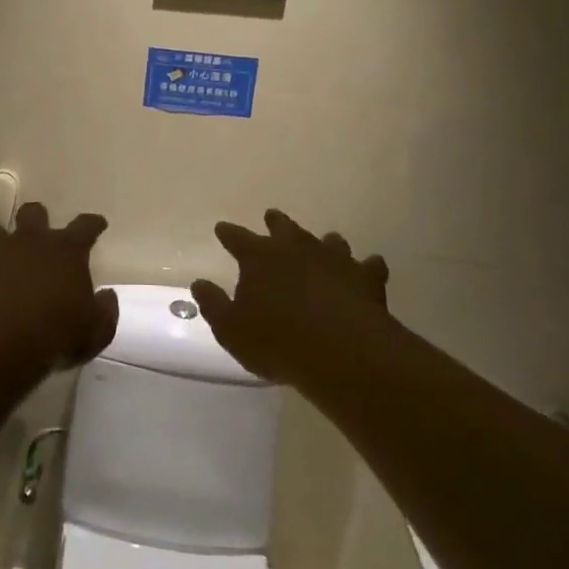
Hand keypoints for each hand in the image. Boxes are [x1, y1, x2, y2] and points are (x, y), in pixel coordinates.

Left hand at [0, 203, 118, 374]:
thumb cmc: (53, 337)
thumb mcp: (95, 333)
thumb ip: (105, 311)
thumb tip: (107, 295)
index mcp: (66, 251)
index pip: (85, 226)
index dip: (93, 223)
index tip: (97, 223)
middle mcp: (30, 241)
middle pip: (34, 212)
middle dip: (37, 219)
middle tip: (39, 234)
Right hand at [191, 210, 389, 384]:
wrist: (342, 353)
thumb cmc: (276, 341)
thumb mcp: (231, 329)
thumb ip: (214, 304)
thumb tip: (199, 283)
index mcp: (259, 256)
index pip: (237, 238)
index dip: (228, 233)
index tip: (222, 228)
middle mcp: (296, 248)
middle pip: (283, 227)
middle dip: (275, 222)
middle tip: (271, 216)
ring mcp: (334, 260)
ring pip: (328, 241)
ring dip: (324, 242)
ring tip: (325, 241)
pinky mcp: (366, 279)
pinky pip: (369, 266)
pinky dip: (367, 266)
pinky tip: (370, 266)